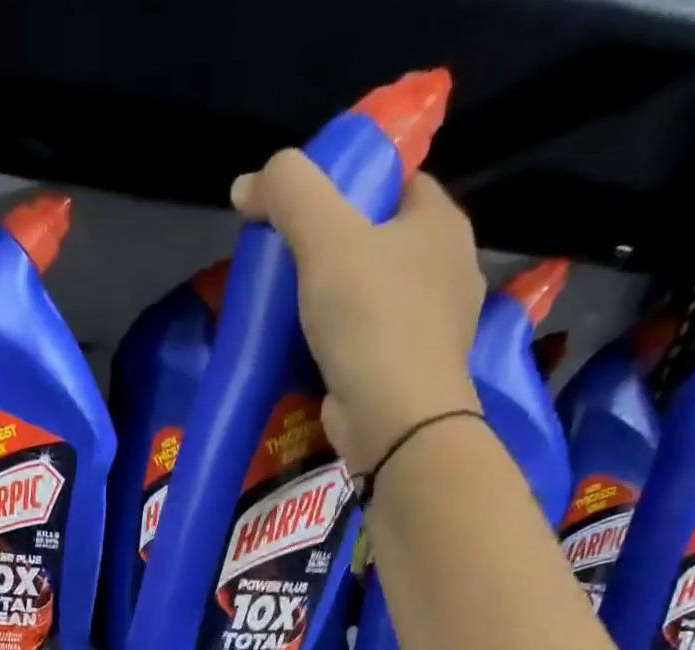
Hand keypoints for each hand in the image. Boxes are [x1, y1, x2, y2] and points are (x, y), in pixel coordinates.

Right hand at [231, 155, 484, 473]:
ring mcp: (433, 328)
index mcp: (440, 223)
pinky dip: (342, 345)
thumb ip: (290, 194)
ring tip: (291, 312)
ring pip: (376, 297)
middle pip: (381, 242)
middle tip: (287, 266)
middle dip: (337, 250)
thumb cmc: (370, 320)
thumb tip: (247, 184)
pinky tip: (311, 353)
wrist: (395, 422)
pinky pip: (370, 343)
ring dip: (337, 302)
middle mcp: (447, 270)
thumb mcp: (325, 239)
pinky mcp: (409, 374)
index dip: (350, 187)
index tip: (305, 212)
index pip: (396, 181)